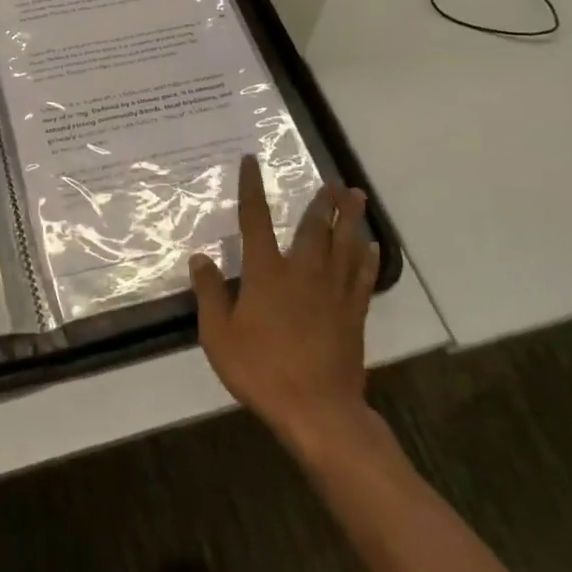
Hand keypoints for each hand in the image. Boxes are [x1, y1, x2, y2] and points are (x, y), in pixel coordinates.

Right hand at [190, 156, 379, 456]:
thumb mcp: (218, 335)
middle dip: (322, 201)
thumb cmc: (261, 370)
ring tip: (356, 197)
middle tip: (332, 180)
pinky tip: (372, 247)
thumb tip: (200, 258)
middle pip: (314, 228)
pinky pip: (363, 278)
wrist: (318, 410)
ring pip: (345, 246)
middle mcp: (303, 272)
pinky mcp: (353, 315)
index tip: (251, 161)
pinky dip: (368, 259)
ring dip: (350, 219)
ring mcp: (333, 293)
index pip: (256, 219)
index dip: (251, 188)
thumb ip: (209, 293)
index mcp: (267, 272)